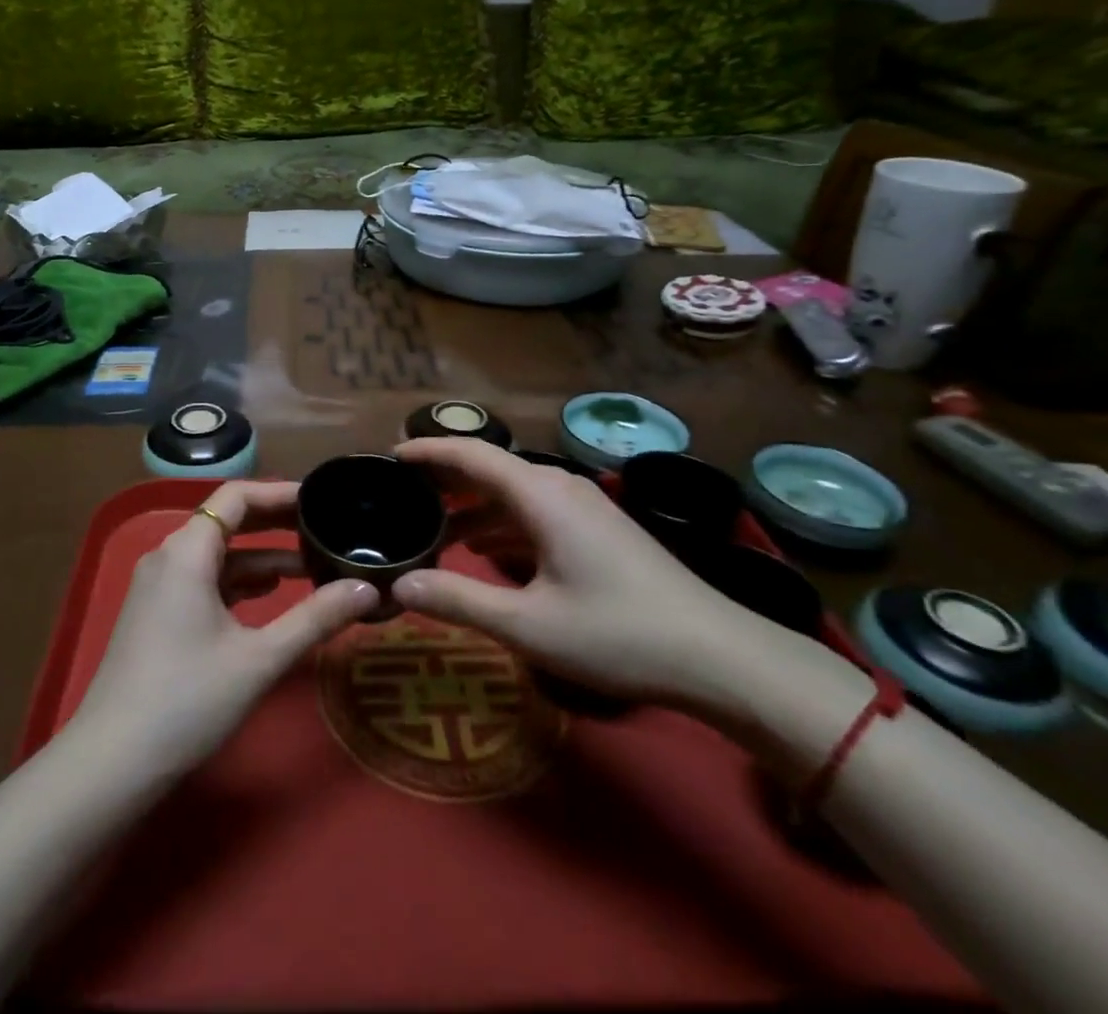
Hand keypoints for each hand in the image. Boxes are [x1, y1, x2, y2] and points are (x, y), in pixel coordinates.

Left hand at [69, 481, 378, 773]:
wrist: (112, 762)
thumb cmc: (188, 700)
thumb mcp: (260, 658)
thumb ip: (316, 618)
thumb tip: (368, 589)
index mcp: (187, 550)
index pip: (236, 496)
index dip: (279, 492)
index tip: (319, 498)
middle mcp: (168, 556)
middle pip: (226, 520)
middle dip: (274, 522)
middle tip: (323, 526)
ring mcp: (158, 586)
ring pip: (217, 554)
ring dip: (260, 556)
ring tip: (309, 565)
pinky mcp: (156, 613)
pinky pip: (204, 579)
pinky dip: (238, 581)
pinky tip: (269, 595)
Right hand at [391, 439, 762, 708]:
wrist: (719, 656)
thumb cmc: (617, 633)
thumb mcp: (528, 625)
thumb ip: (458, 600)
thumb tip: (398, 586)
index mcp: (540, 495)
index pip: (471, 454)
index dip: (428, 451)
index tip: (389, 455)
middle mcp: (559, 488)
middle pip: (490, 468)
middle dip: (444, 476)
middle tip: (399, 491)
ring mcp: (583, 508)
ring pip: (512, 492)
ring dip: (471, 504)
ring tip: (431, 524)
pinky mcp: (597, 530)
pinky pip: (534, 512)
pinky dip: (500, 523)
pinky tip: (483, 550)